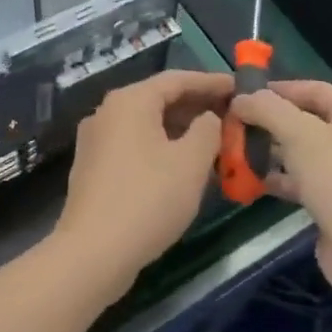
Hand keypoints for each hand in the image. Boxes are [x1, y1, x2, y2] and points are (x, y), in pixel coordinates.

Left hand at [54, 69, 231, 299]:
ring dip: (180, 128)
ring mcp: (96, 140)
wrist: (93, 252)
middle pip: (159, 99)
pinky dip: (161, 145)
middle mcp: (107, 112)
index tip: (239, 87)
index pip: (177, 79)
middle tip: (231, 114)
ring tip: (214, 139)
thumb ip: (208, 130)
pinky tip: (182, 164)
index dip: (210, 82)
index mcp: (130, 101)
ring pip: (147, 124)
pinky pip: (134, 144)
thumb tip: (208, 118)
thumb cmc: (148, 199)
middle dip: (196, 106)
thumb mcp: (191, 162)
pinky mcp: (93, 167)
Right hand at [231, 80, 331, 302]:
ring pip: (300, 152)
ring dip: (270, 151)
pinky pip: (301, 181)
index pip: (312, 89)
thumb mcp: (300, 134)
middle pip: (304, 120)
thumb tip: (241, 98)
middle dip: (269, 121)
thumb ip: (268, 110)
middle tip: (233, 124)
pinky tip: (251, 181)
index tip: (243, 94)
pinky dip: (278, 178)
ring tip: (235, 150)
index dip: (278, 89)